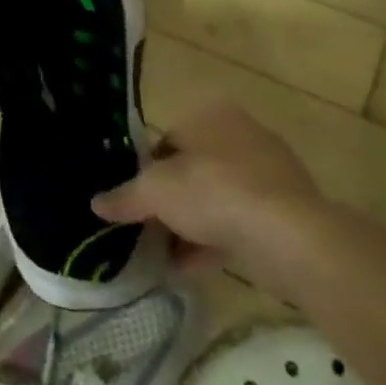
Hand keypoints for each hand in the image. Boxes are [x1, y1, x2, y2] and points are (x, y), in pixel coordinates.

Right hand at [93, 99, 319, 281]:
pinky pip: (240, 224)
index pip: (166, 139)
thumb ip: (123, 197)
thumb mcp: (154, 192)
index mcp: (211, 116)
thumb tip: (95, 204)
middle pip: (191, 171)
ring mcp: (270, 175)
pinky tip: (190, 269)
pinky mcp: (288, 213)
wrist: (289, 237)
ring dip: (190, 226)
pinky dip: (215, 243)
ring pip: (216, 200)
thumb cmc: (212, 192)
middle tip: (147, 228)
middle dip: (169, 202)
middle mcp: (242, 136)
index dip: (145, 171)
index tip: (133, 200)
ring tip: (164, 255)